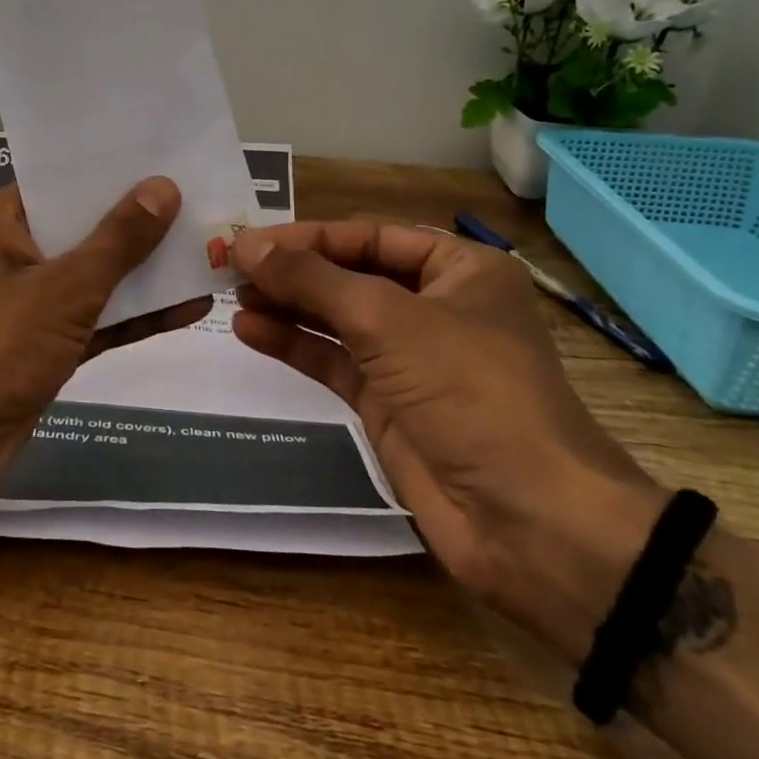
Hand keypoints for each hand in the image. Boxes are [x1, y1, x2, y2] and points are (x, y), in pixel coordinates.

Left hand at [0, 179, 211, 530]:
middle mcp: (12, 254)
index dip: (115, 171)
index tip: (169, 157)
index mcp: (1, 221)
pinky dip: (134, 315)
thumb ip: (118, 240)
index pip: (64, 181)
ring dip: (145, 271)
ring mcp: (28, 304)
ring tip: (209, 250)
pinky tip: (189, 306)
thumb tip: (164, 186)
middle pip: (84, 228)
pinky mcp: (42, 347)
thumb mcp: (64, 287)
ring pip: (95, 277)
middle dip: (141, 221)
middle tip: (204, 201)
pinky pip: (95, 320)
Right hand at [230, 221, 664, 658]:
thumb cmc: (470, 390)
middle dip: (292, 271)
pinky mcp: (389, 403)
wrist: (530, 522)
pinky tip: (250, 331)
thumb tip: (245, 244)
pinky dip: (294, 344)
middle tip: (228, 266)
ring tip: (231, 295)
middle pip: (349, 275)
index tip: (248, 240)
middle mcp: (435, 306)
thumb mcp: (386, 318)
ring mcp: (411, 359)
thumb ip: (311, 279)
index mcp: (458, 269)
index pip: (368, 236)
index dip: (306, 236)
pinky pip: (333, 362)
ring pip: (336, 319)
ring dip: (287, 305)